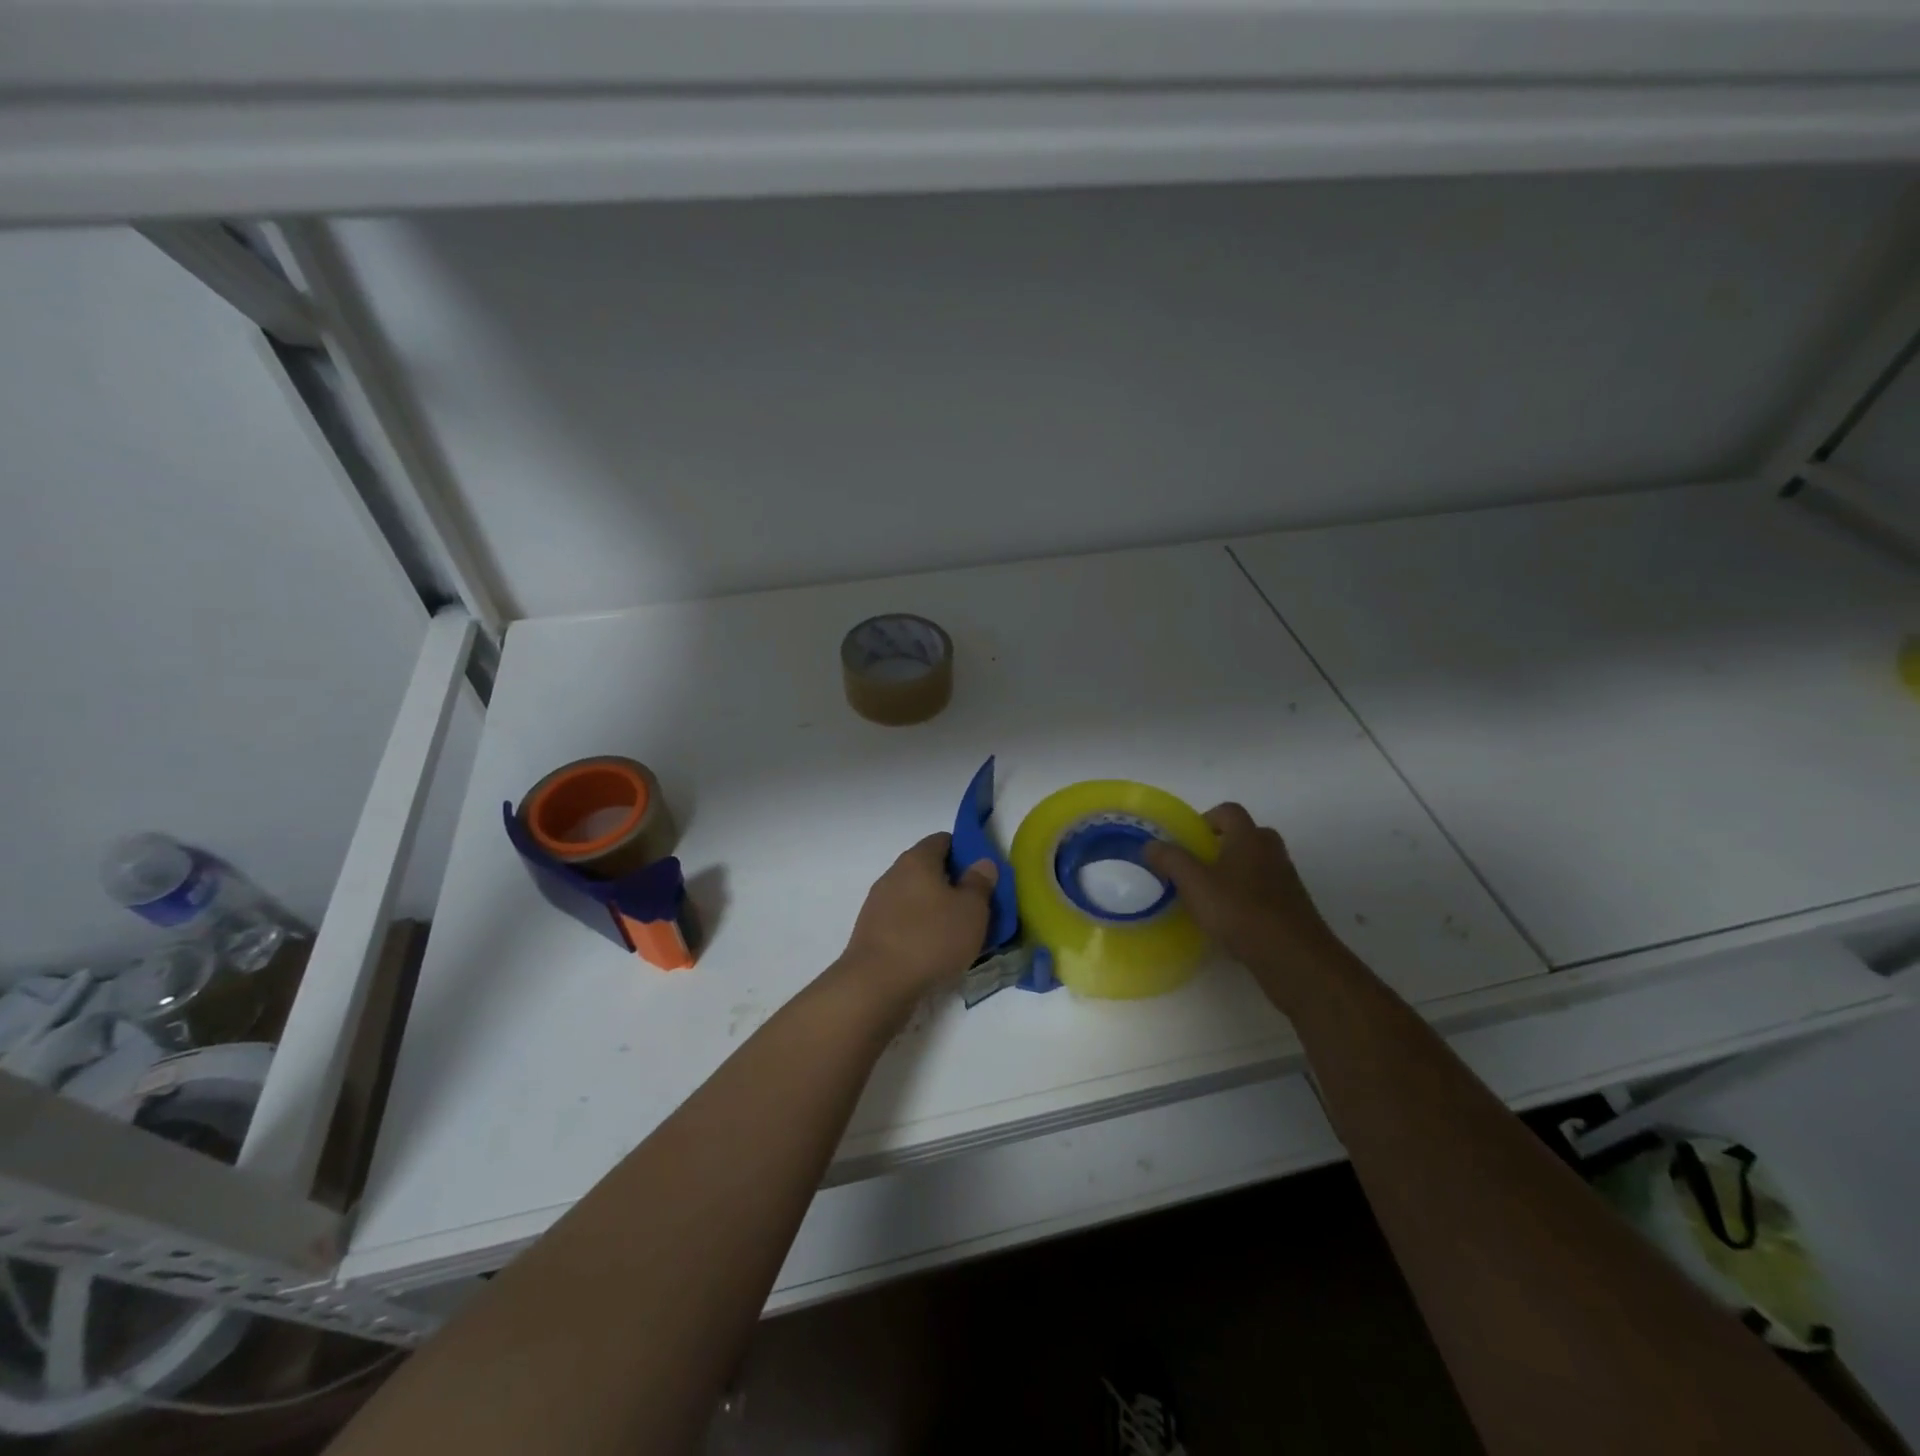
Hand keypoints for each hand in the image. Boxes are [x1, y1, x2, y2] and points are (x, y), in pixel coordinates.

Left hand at [838, 832, 996, 1005]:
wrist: (876, 985)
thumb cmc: (931, 939)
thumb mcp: (971, 910)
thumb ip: (980, 883)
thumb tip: (982, 863)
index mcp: (917, 860)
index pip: (943, 840)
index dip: (965, 851)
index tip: (982, 875)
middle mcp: (893, 874)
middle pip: (927, 869)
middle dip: (951, 884)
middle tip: (975, 907)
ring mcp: (878, 904)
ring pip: (915, 898)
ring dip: (935, 910)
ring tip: (957, 934)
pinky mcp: (871, 932)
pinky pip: (903, 922)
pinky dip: (919, 930)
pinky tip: (933, 951)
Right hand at [1144, 804, 1345, 1006]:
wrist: (1292, 956)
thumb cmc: (1239, 911)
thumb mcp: (1194, 883)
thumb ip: (1171, 859)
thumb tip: (1152, 844)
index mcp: (1248, 837)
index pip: (1228, 811)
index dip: (1206, 819)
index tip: (1188, 839)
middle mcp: (1271, 851)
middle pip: (1245, 835)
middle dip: (1221, 845)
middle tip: (1198, 865)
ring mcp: (1287, 879)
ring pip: (1257, 864)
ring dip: (1236, 872)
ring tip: (1211, 895)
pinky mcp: (1293, 906)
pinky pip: (1266, 890)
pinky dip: (1249, 896)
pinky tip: (1232, 920)